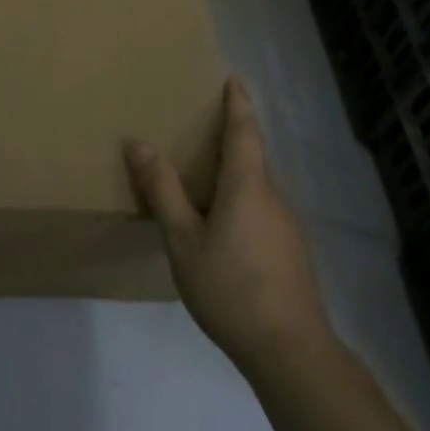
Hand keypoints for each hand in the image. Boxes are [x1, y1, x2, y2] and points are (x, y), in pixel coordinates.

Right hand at [126, 77, 333, 369]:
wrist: (290, 352)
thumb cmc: (231, 287)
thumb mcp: (183, 240)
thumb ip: (162, 190)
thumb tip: (138, 143)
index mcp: (248, 185)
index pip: (244, 130)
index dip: (238, 103)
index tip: (233, 78)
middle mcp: (273, 197)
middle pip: (253, 157)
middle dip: (232, 138)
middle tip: (203, 127)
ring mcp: (287, 227)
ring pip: (258, 187)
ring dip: (236, 174)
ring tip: (206, 178)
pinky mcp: (291, 253)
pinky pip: (263, 211)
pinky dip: (242, 202)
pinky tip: (223, 228)